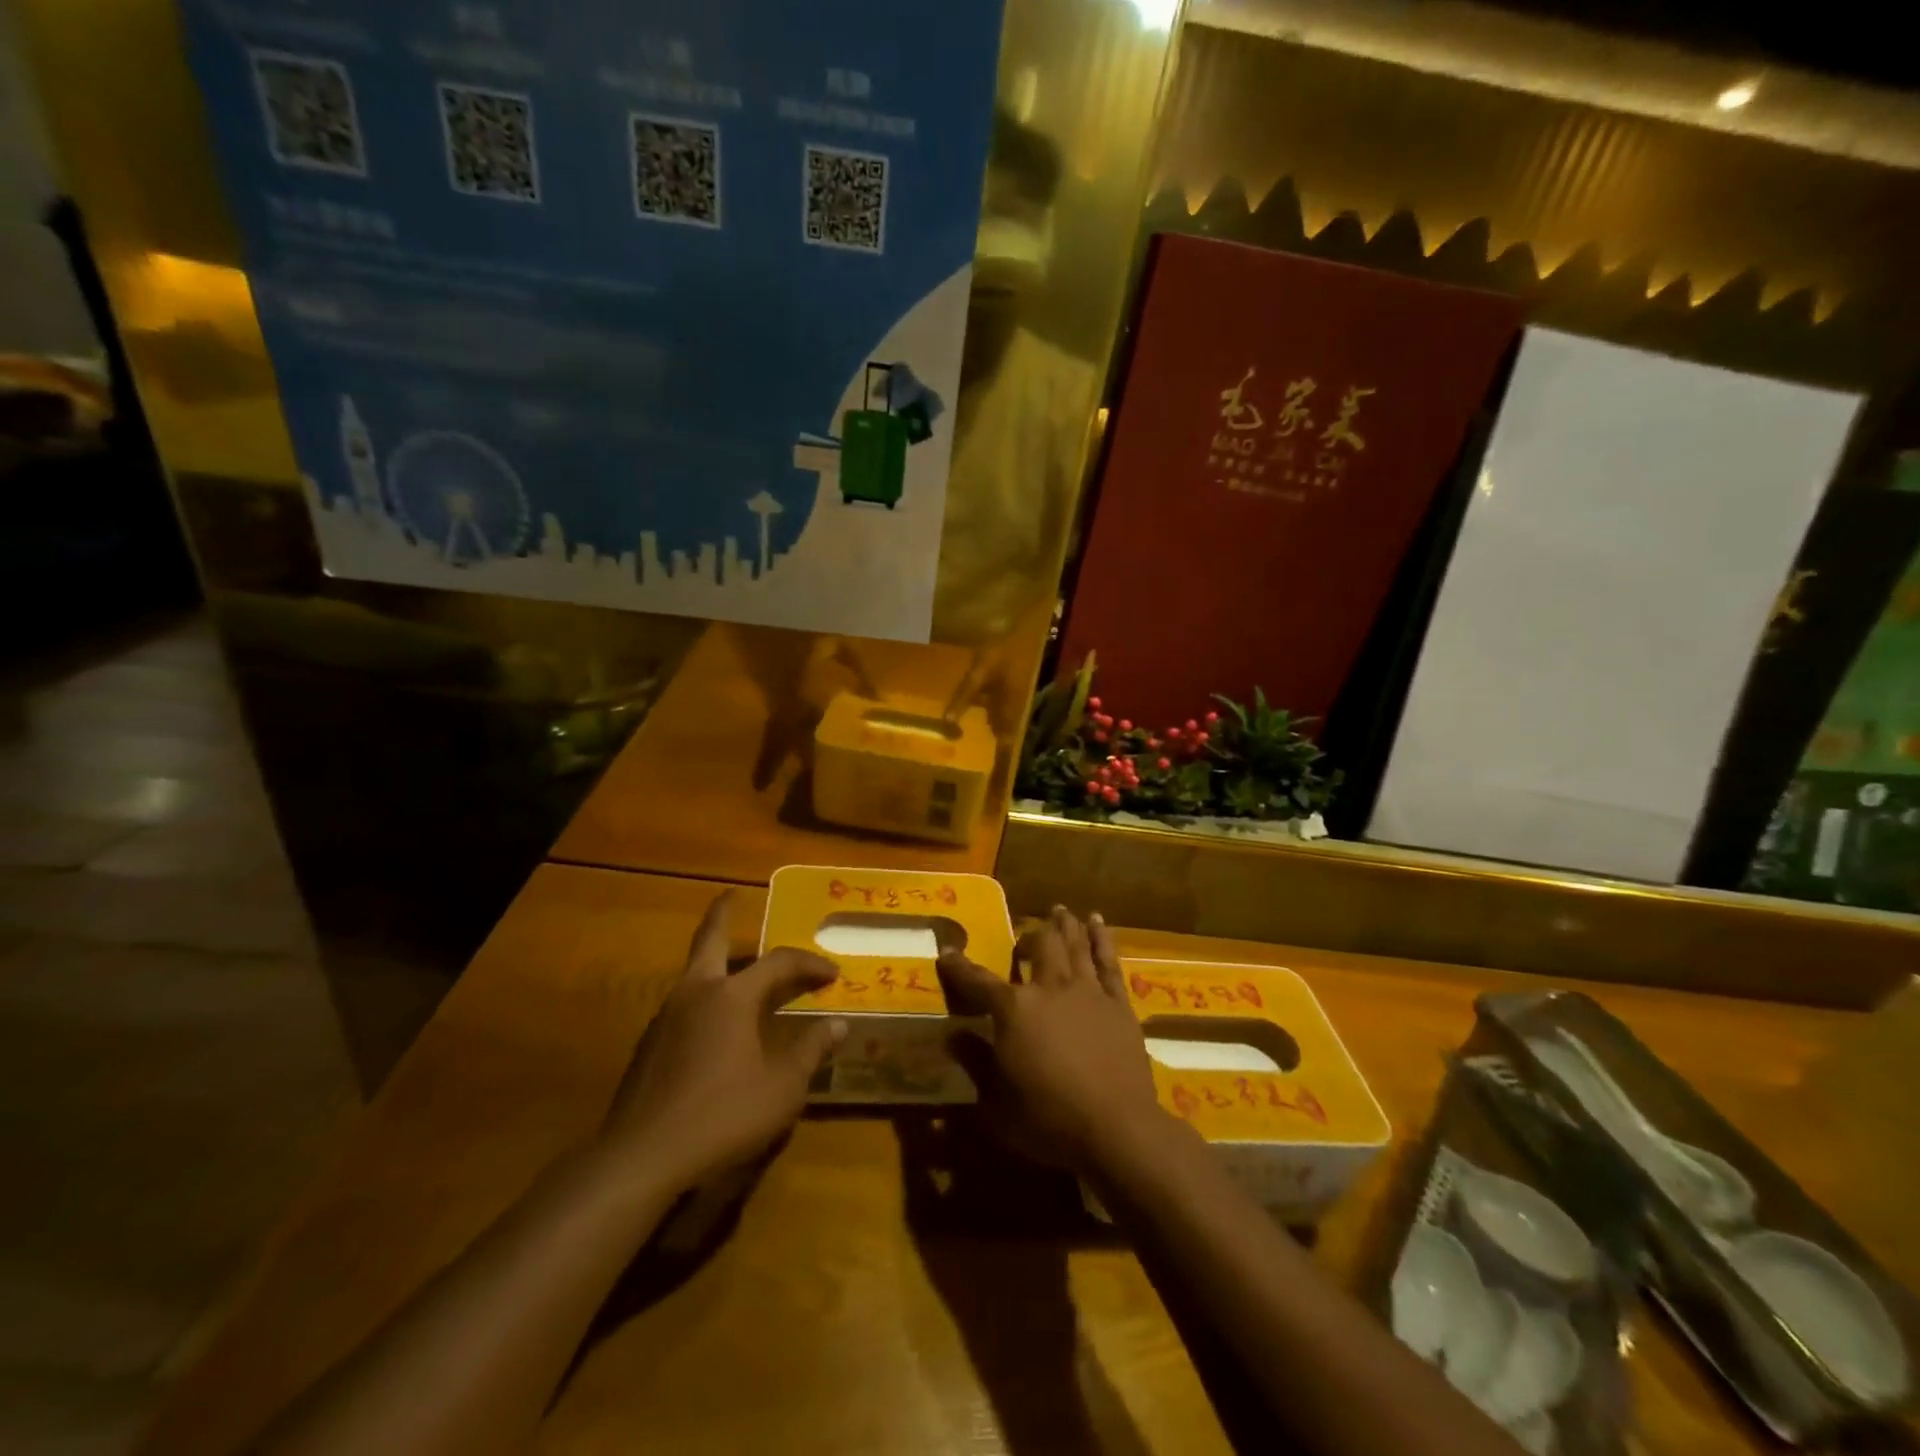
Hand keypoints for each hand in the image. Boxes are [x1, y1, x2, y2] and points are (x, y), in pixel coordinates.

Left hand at [602, 892, 845, 1190]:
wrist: (642, 1158)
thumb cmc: (723, 1115)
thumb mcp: (782, 1087)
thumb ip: (811, 1051)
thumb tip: (838, 1025)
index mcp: (731, 996)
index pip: (778, 962)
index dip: (808, 963)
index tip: (832, 974)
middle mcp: (695, 993)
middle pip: (709, 939)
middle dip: (722, 914)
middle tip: (730, 896)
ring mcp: (665, 1018)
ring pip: (693, 972)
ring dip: (714, 960)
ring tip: (735, 967)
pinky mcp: (648, 1046)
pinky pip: (683, 1004)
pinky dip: (703, 997)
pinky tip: (713, 1024)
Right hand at [937, 906, 1169, 1173]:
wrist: (1116, 1128)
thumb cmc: (1048, 1120)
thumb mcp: (996, 1103)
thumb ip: (975, 1063)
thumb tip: (952, 1035)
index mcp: (1014, 1009)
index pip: (978, 981)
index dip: (959, 967)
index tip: (947, 952)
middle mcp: (1050, 988)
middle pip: (1039, 946)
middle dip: (1028, 935)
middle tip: (1025, 936)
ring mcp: (1088, 991)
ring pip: (1074, 944)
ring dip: (1065, 925)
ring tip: (1060, 910)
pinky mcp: (1118, 1003)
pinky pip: (1108, 961)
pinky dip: (1102, 938)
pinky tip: (1097, 921)